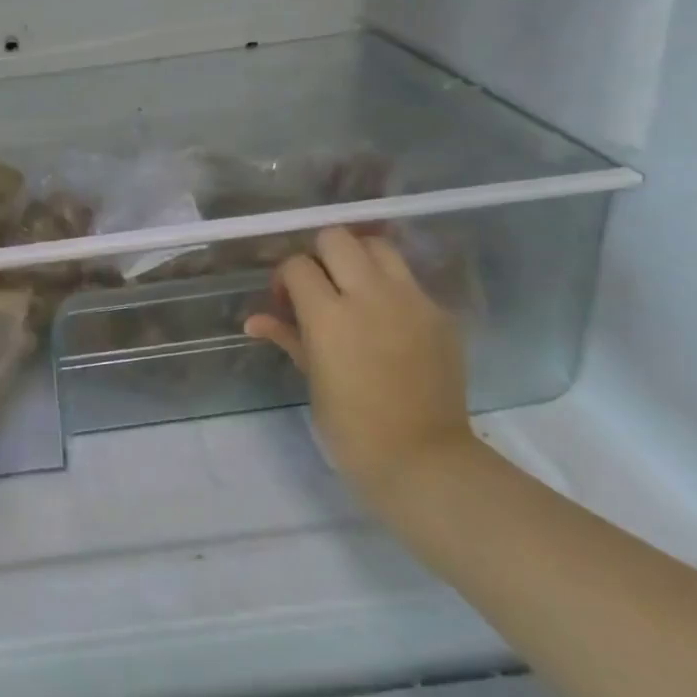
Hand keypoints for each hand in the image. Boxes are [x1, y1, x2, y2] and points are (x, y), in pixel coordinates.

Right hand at [245, 226, 471, 507]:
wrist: (422, 458)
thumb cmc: (351, 425)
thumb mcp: (311, 378)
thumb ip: (286, 337)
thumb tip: (255, 321)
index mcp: (329, 315)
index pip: (297, 265)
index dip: (286, 278)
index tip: (286, 301)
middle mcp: (370, 295)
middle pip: (337, 238)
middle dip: (320, 255)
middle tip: (320, 286)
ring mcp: (411, 301)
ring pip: (379, 246)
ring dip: (359, 259)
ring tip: (355, 290)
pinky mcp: (440, 314)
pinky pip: (409, 281)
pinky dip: (391, 288)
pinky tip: (388, 320)